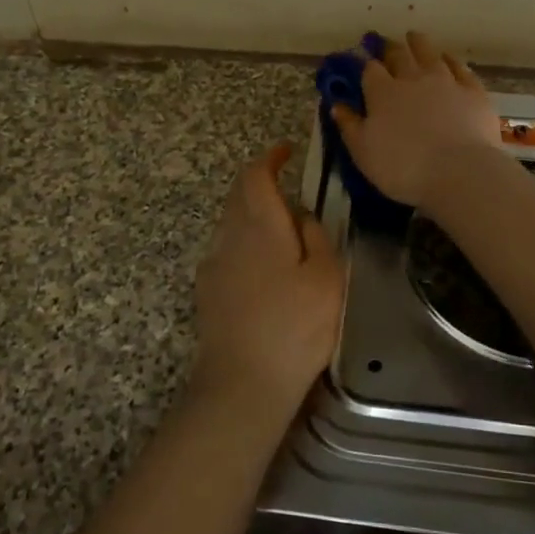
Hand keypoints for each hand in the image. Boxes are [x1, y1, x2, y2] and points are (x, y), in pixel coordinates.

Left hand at [192, 144, 343, 422]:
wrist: (243, 382)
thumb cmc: (295, 326)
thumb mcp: (326, 278)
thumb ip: (317, 237)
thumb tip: (302, 216)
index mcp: (260, 226)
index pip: (255, 175)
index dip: (269, 158)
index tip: (285, 151)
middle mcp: (229, 237)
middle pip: (239, 196)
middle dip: (259, 183)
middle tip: (287, 187)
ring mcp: (214, 265)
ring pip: (231, 224)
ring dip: (253, 214)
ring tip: (282, 230)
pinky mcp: (208, 292)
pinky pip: (227, 250)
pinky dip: (245, 242)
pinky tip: (264, 268)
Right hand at [329, 31, 501, 208]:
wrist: (457, 171)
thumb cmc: (402, 167)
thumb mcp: (363, 152)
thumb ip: (349, 126)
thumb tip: (336, 105)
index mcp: (382, 93)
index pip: (370, 70)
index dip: (366, 65)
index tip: (364, 63)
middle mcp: (412, 78)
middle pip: (399, 55)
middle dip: (391, 49)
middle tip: (388, 44)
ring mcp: (445, 81)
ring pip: (430, 54)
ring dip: (419, 44)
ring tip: (414, 37)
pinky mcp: (472, 91)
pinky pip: (460, 68)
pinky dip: (451, 60)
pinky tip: (448, 58)